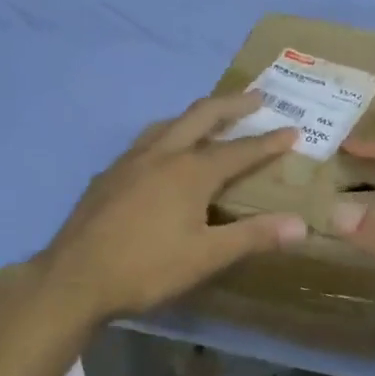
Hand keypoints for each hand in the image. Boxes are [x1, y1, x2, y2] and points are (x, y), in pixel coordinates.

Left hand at [39, 94, 308, 321]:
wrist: (74, 278)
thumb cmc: (146, 268)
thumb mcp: (206, 257)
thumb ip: (253, 236)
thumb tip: (301, 224)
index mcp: (190, 171)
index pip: (240, 150)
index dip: (269, 141)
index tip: (293, 130)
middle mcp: (162, 154)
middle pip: (202, 116)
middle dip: (233, 104)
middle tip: (257, 97)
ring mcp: (131, 160)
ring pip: (169, 123)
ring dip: (196, 115)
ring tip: (211, 118)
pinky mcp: (109, 173)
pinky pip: (146, 141)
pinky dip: (168, 134)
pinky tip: (162, 154)